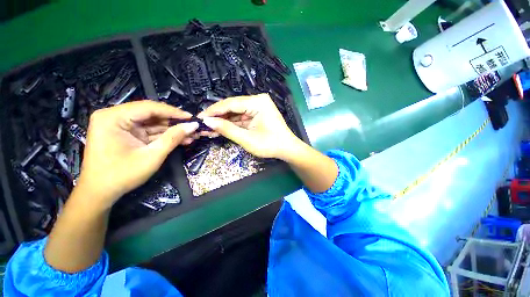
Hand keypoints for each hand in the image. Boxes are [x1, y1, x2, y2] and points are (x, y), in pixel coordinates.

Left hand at [75, 100, 198, 209]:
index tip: (192, 118)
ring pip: (152, 123)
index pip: (149, 107)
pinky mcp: (126, 134)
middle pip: (151, 114)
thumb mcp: (152, 156)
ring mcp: (120, 126)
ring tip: (191, 135)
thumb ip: (173, 138)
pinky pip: (149, 131)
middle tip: (193, 128)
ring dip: (172, 130)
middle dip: (174, 123)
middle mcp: (114, 117)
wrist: (100, 194)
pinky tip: (181, 139)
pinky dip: (165, 136)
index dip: (173, 112)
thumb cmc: (122, 175)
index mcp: (113, 117)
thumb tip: (193, 126)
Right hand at [197, 94, 299, 158]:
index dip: (214, 110)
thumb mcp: (247, 138)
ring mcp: (257, 108)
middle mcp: (257, 101)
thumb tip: (207, 122)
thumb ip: (227, 129)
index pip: (231, 103)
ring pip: (235, 113)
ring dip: (223, 122)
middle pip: (233, 107)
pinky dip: (231, 124)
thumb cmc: (270, 145)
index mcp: (258, 102)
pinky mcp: (257, 115)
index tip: (200, 117)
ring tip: (209, 129)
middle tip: (203, 125)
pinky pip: (241, 118)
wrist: (287, 150)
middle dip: (218, 117)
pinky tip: (220, 129)